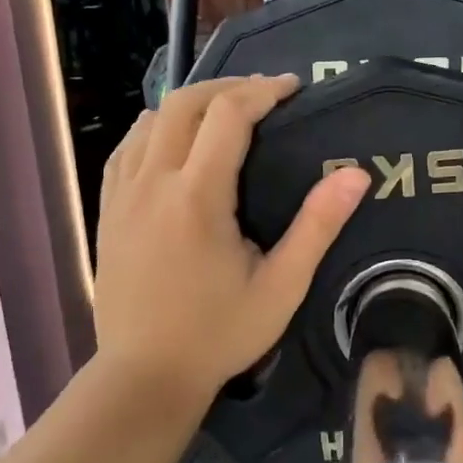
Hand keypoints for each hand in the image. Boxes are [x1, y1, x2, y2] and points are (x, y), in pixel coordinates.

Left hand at [93, 75, 370, 410]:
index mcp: (197, 196)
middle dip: (227, 88)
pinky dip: (154, 132)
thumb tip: (356, 175)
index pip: (229, 115)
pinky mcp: (107, 212)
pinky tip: (172, 147)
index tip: (292, 88)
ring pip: (148, 121)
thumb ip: (317, 227)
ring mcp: (122, 195)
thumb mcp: (281, 287)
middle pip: (183, 104)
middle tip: (262, 96)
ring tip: (222, 117)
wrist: (144, 375)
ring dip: (188, 107)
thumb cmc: (218, 335)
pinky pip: (126, 150)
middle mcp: (153, 182)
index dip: (263, 91)